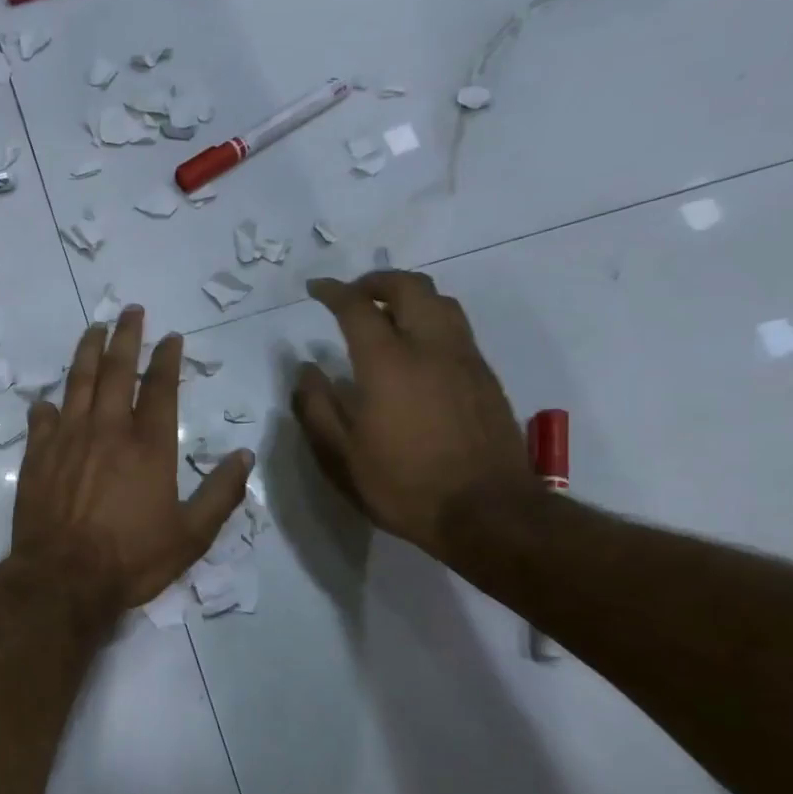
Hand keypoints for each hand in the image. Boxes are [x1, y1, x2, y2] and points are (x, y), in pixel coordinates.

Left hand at [12, 307, 252, 613]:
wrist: (63, 578)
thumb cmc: (131, 559)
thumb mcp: (191, 536)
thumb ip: (220, 494)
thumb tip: (245, 456)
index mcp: (149, 446)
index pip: (160, 388)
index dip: (166, 358)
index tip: (171, 336)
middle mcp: (108, 431)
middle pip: (115, 371)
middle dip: (125, 337)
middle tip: (130, 311)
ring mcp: (68, 439)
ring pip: (77, 383)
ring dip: (87, 352)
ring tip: (94, 329)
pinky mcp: (38, 456)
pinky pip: (42, 420)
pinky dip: (47, 406)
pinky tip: (47, 400)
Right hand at [293, 271, 533, 559]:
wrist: (486, 512)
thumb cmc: (402, 486)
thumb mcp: (340, 456)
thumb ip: (316, 406)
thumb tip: (306, 369)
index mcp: (388, 363)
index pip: (358, 307)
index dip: (333, 292)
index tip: (315, 289)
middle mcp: (431, 348)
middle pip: (410, 287)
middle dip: (377, 281)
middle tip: (353, 294)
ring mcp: (465, 360)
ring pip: (441, 302)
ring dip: (409, 295)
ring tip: (386, 313)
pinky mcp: (486, 377)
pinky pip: (457, 328)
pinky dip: (431, 319)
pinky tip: (417, 348)